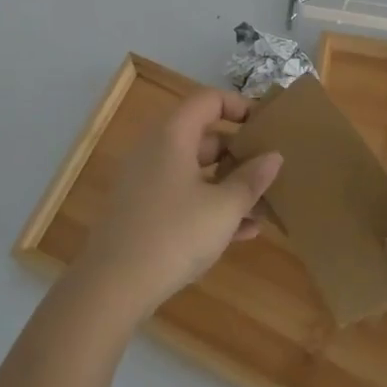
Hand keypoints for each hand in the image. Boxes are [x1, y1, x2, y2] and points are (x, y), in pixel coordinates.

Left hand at [69, 88, 281, 323]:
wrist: (113, 286)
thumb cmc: (175, 234)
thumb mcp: (224, 208)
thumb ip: (252, 179)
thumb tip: (274, 156)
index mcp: (173, 136)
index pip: (208, 100)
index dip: (239, 105)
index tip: (266, 125)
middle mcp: (156, 150)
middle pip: (204, 137)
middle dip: (240, 153)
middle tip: (270, 169)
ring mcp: (146, 182)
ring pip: (196, 171)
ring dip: (229, 185)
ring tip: (264, 205)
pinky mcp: (142, 211)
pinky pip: (183, 196)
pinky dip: (210, 206)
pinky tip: (242, 232)